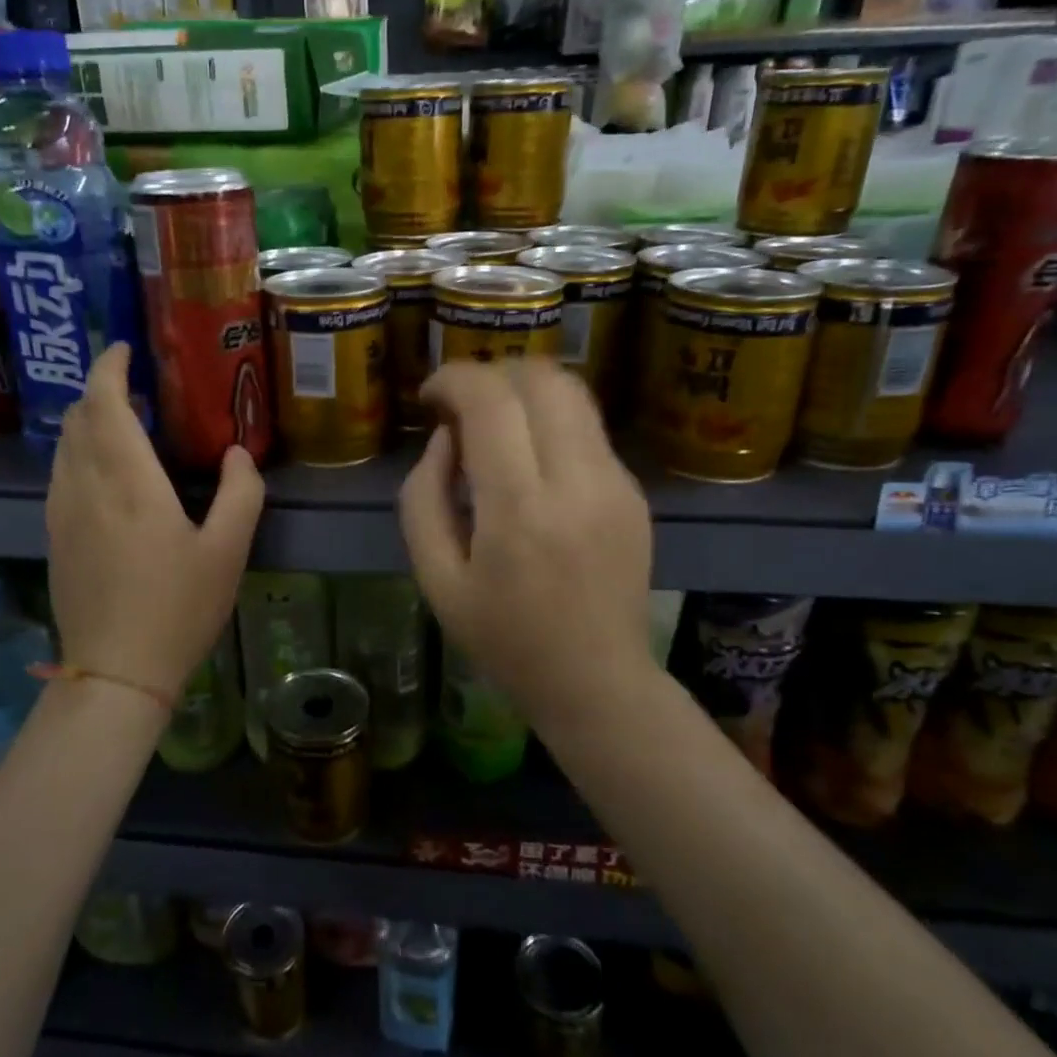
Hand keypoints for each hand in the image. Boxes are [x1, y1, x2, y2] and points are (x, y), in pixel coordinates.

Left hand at [46, 344, 263, 699]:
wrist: (115, 673)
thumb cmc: (178, 609)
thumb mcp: (228, 552)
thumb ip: (241, 493)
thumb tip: (237, 453)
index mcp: (129, 483)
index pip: (104, 404)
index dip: (109, 368)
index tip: (123, 349)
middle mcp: (85, 487)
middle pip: (78, 418)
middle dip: (100, 391)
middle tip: (135, 387)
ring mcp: (62, 513)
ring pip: (64, 446)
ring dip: (88, 421)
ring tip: (122, 423)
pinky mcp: (54, 537)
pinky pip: (60, 474)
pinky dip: (79, 452)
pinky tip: (104, 471)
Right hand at [399, 360, 657, 716]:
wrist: (596, 681)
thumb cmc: (503, 639)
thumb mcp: (436, 579)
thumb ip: (423, 498)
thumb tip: (446, 438)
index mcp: (519, 512)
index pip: (491, 401)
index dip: (452, 379)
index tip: (430, 398)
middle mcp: (577, 483)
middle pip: (540, 378)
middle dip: (491, 374)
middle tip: (461, 408)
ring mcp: (616, 483)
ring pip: (572, 393)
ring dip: (523, 391)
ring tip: (494, 425)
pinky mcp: (633, 491)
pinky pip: (587, 428)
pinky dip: (549, 422)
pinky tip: (529, 462)